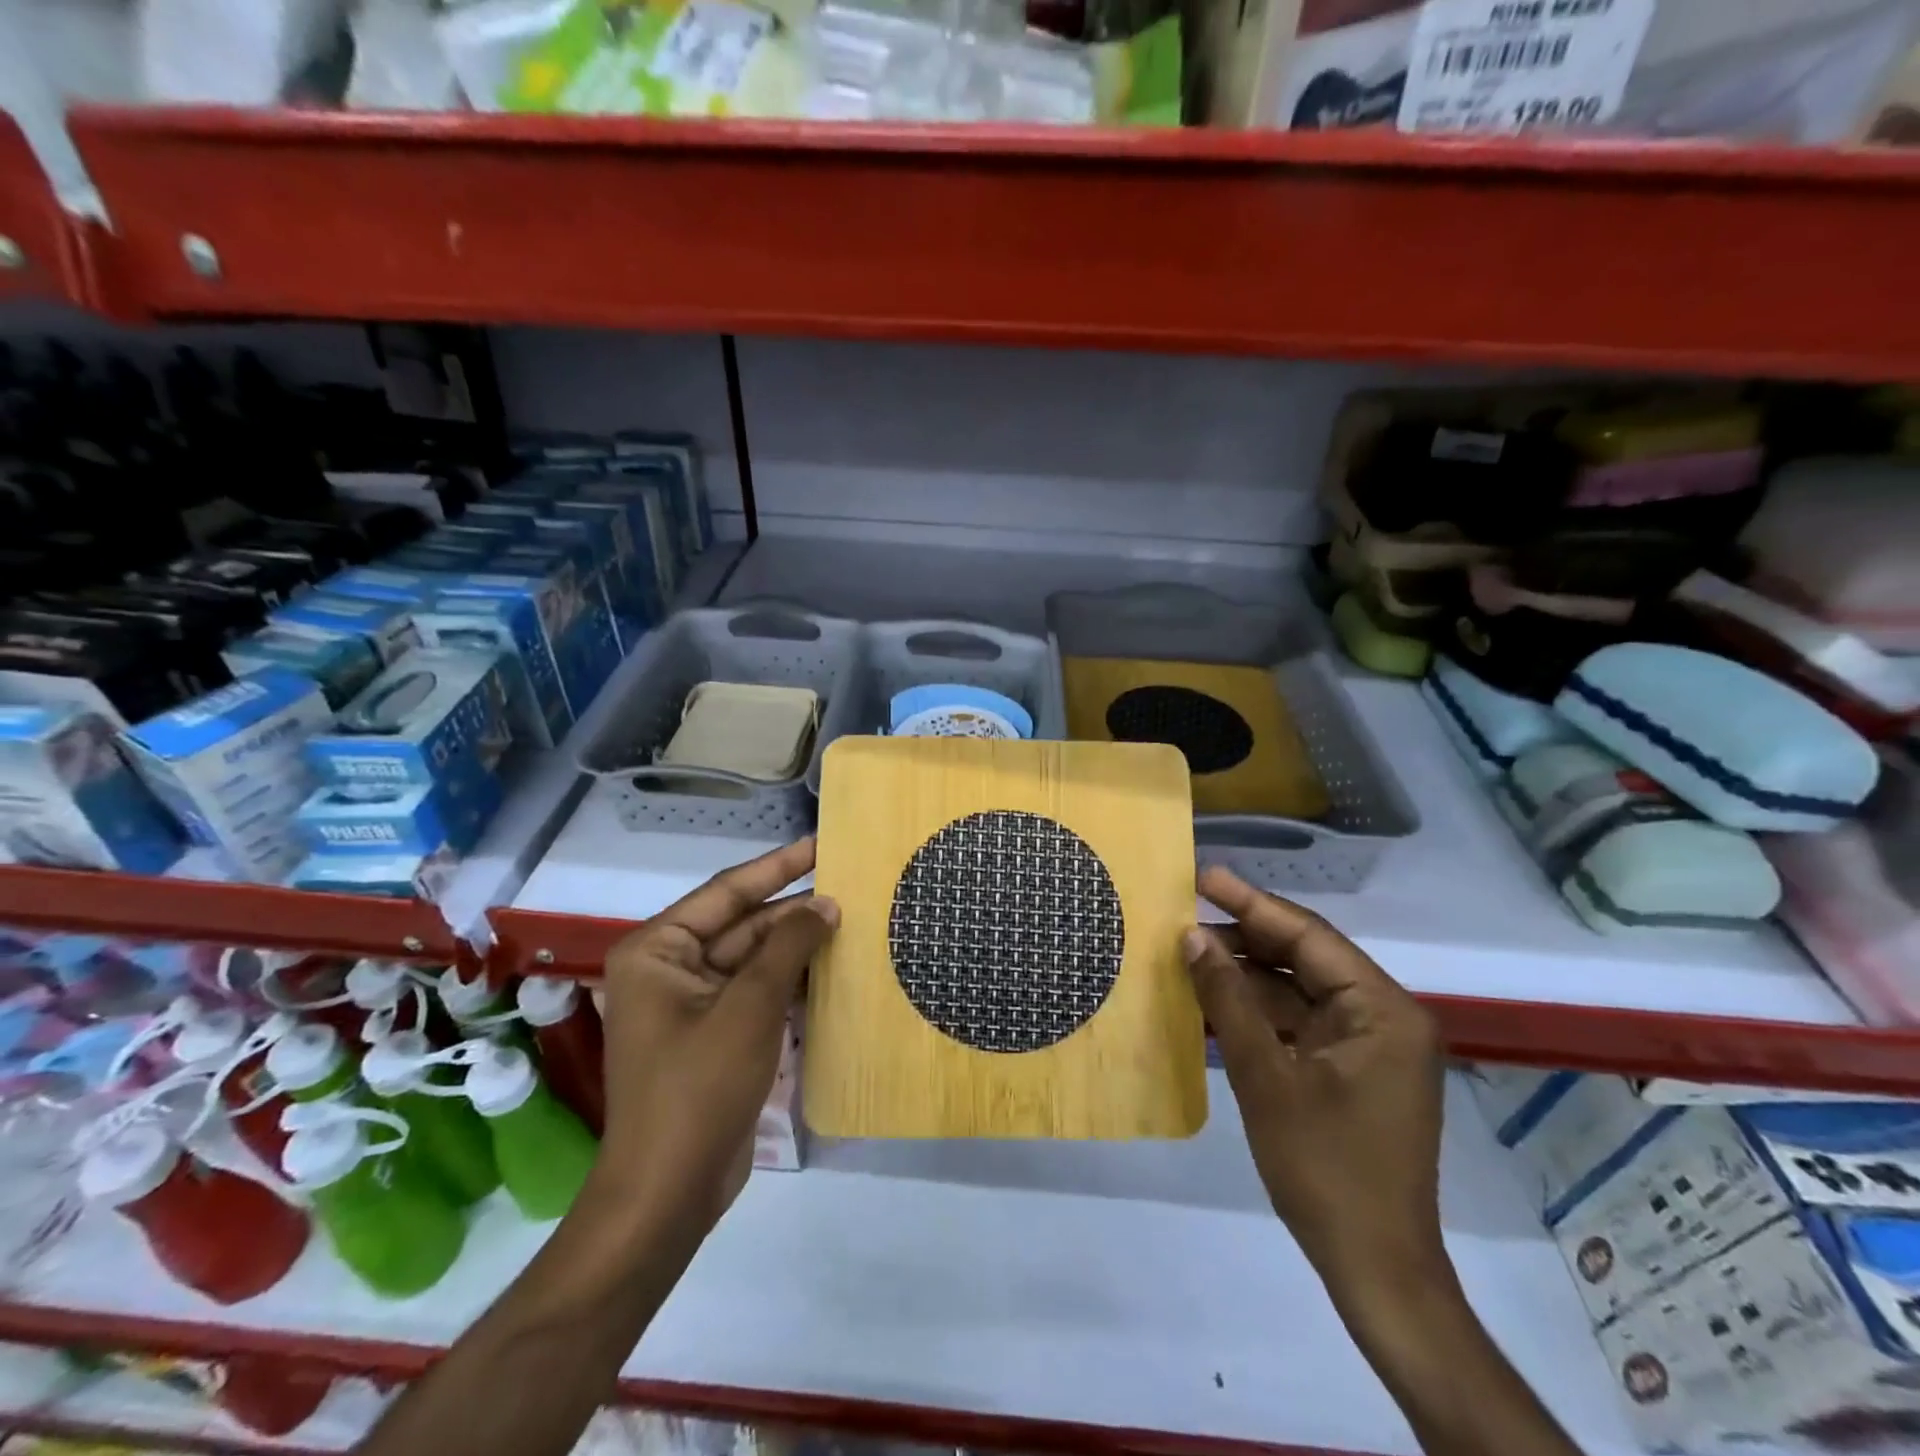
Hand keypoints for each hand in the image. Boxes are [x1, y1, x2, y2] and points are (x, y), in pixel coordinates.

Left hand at [594, 839, 837, 1237]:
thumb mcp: (749, 1007)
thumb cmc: (699, 1088)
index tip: (822, 843)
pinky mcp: (717, 1034)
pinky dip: (793, 981)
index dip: (779, 866)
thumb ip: (788, 946)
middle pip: (744, 924)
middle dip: (795, 910)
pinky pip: (759, 992)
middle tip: (853, 886)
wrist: (669, 1194)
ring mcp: (695, 1004)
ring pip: (756, 959)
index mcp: (659, 949)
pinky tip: (836, 970)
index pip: (728, 891)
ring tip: (854, 921)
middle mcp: (672, 968)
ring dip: (799, 946)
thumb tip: (826, 904)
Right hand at [1184, 867, 1447, 1313]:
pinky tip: (1213, 999)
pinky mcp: (1351, 1069)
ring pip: (1298, 989)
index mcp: (1382, 1010)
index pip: (1308, 936)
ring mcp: (1369, 1044)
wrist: (1375, 1268)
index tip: (1204, 877)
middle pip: (1305, 957)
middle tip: (1186, 915)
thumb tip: (1192, 937)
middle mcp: (1384, 1016)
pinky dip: (1258, 1011)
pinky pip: (1299, 1022)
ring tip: (1190, 954)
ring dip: (1247, 976)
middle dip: (1245, 937)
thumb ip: (1229, 999)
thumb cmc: (1325, 1168)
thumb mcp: (1266, 1077)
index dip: (1252, 903)